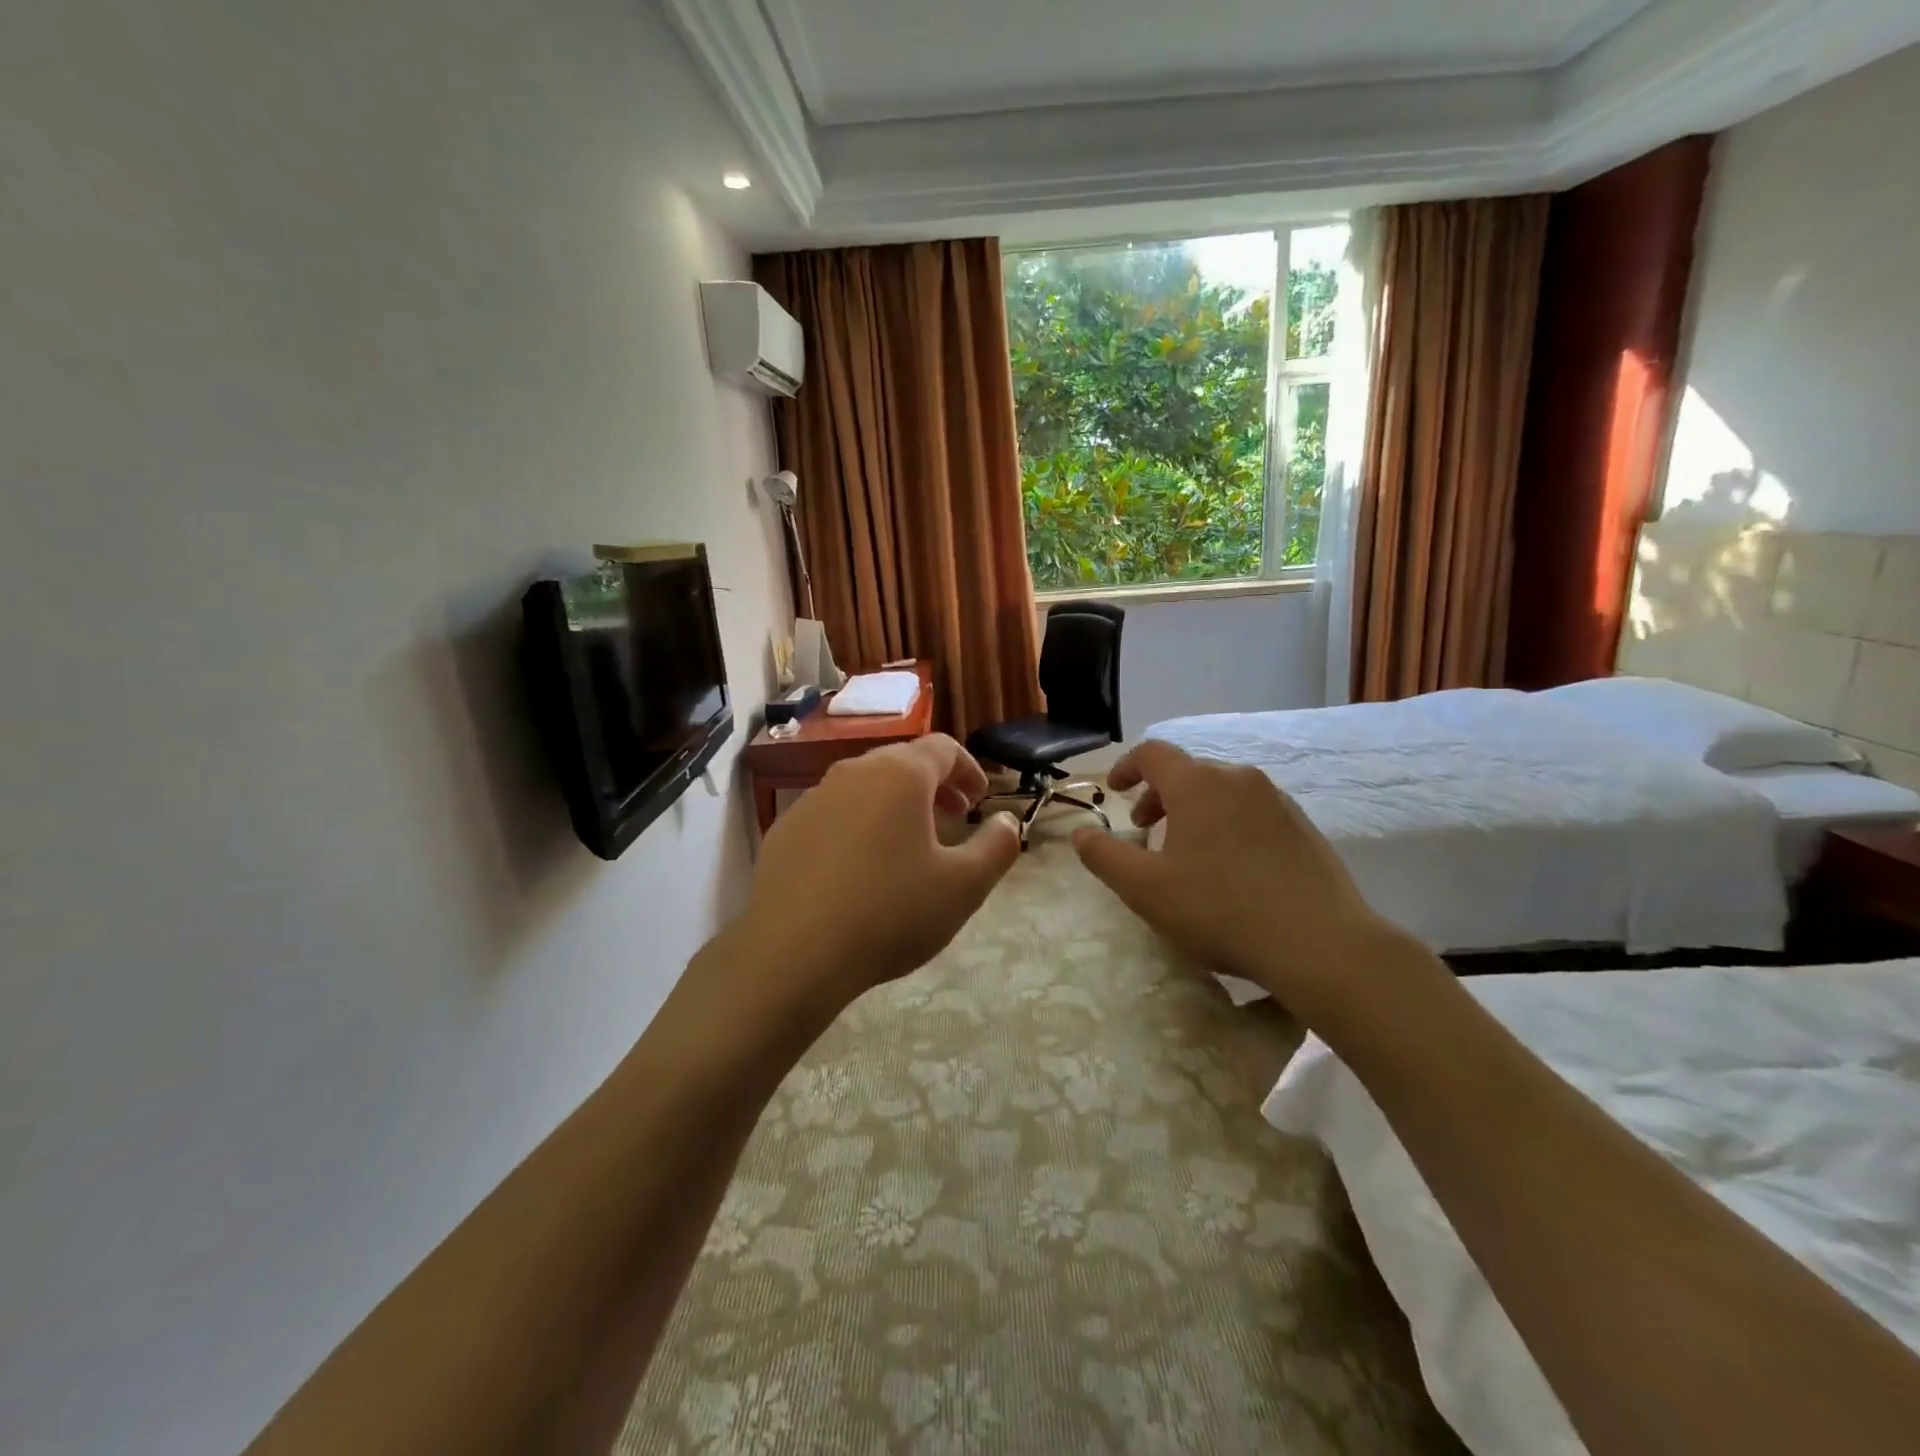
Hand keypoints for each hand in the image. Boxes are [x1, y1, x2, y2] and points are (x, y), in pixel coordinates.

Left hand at [719, 734, 1020, 1017]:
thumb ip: (997, 846)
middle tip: (953, 818)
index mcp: (899, 774)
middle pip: (902, 763)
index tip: (980, 801)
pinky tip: (860, 869)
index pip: (943, 748)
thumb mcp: (963, 886)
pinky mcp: (785, 830)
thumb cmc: (890, 912)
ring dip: (895, 805)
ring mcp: (812, 799)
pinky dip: (858, 825)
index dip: (969, 769)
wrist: (792, 954)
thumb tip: (1007, 821)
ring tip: (909, 845)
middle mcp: (853, 772)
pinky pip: (834, 814)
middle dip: (934, 786)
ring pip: (865, 787)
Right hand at [1071, 740, 1402, 1016]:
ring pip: (1221, 791)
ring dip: (1193, 811)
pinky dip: (1226, 824)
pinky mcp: (1303, 827)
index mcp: (1198, 784)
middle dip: (1158, 795)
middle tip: (1144, 829)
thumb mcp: (1145, 889)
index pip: (1152, 753)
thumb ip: (1104, 856)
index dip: (1126, 767)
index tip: (1114, 791)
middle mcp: (1239, 779)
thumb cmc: (1220, 910)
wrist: (1321, 944)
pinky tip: (1230, 868)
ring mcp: (1277, 801)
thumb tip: (1081, 834)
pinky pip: (1251, 811)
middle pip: (1188, 771)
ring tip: (1186, 852)